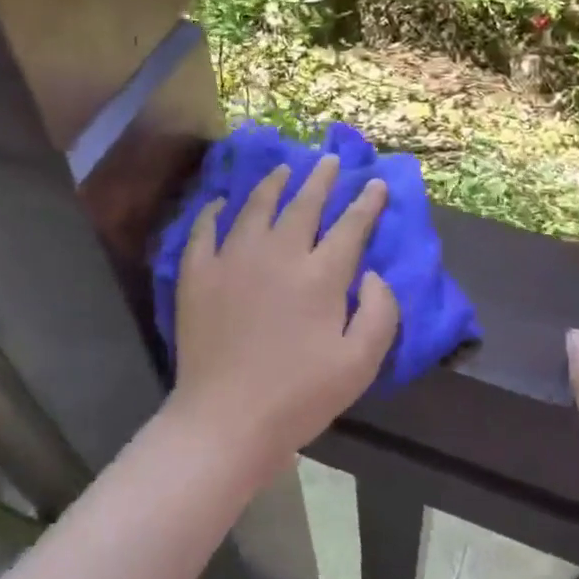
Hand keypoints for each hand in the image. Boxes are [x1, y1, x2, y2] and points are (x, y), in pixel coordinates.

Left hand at [169, 155, 400, 474]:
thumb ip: (380, 313)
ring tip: (284, 169)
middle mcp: (278, 254)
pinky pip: (204, 230)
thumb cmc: (300, 396)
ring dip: (274, 184)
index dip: (366, 202)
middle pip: (303, 204)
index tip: (374, 183)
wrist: (226, 419)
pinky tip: (221, 202)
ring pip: (256, 206)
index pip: (350, 226)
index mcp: (320, 275)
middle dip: (321, 179)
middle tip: (329, 160)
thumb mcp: (361, 363)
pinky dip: (214, 211)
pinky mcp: (197, 273)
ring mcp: (233, 259)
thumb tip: (374, 273)